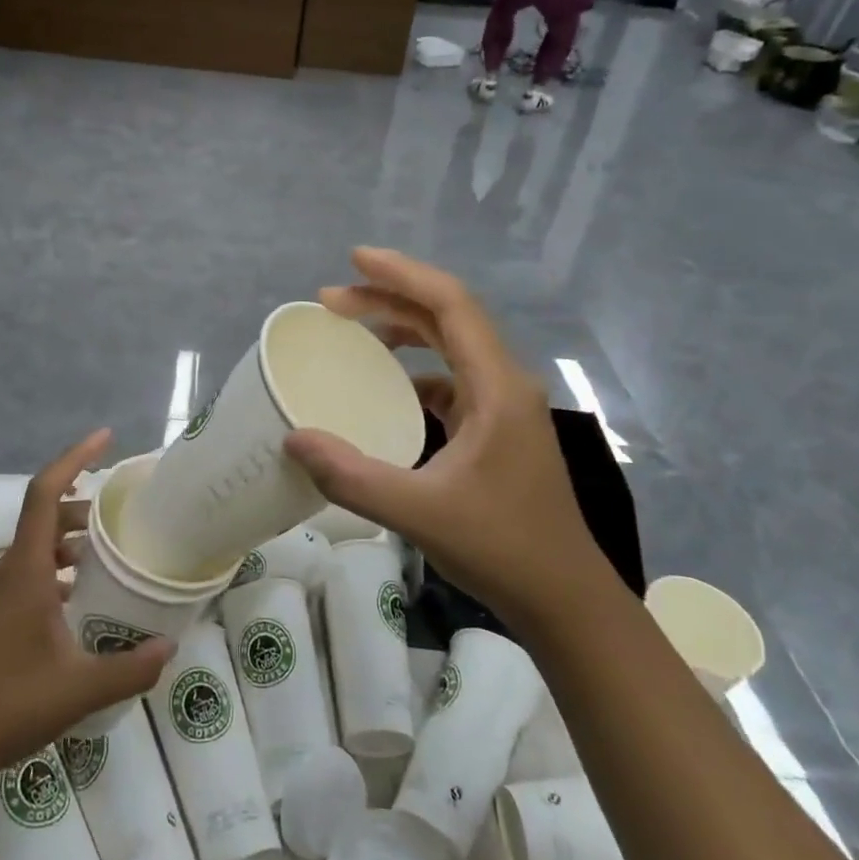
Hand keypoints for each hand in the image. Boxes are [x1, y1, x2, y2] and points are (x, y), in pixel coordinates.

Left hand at [0, 430, 172, 781]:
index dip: (74, 457)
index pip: (46, 492)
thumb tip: (170, 649)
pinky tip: (79, 600)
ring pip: (37, 547)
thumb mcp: (78, 690)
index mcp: (25, 570)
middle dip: (84, 507)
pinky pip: (29, 573)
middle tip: (123, 517)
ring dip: (71, 542)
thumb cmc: (6, 707)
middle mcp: (8, 571)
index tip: (105, 437)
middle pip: (46, 516)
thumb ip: (130, 669)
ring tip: (109, 557)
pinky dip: (57, 570)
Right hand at [283, 248, 604, 618]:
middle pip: (446, 316)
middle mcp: (504, 382)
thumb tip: (294, 439)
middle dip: (389, 298)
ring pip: (450, 344)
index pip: (450, 304)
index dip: (402, 274)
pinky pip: (451, 378)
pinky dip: (415, 368)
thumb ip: (352, 477)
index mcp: (496, 386)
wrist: (565, 599)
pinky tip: (386, 386)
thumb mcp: (419, 513)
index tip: (354, 260)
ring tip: (353, 327)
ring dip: (403, 327)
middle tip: (331, 300)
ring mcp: (503, 405)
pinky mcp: (497, 428)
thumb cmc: (502, 548)